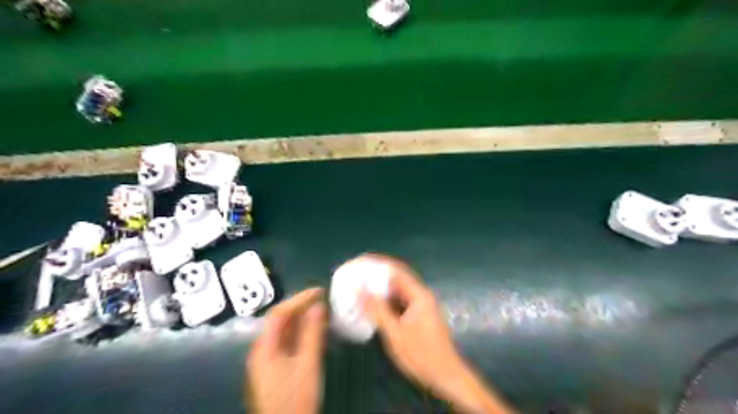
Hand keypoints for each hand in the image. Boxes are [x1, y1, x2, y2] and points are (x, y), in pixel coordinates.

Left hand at [246, 286, 325, 413]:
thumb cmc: (297, 396)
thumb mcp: (308, 363)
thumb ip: (312, 332)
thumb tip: (318, 306)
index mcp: (265, 347)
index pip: (279, 313)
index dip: (299, 298)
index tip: (319, 291)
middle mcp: (262, 349)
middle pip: (280, 320)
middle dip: (301, 307)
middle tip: (322, 299)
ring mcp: (267, 359)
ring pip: (284, 331)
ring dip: (302, 319)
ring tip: (322, 311)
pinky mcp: (275, 367)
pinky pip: (287, 342)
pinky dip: (301, 332)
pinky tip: (315, 330)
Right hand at [361, 256, 513, 413]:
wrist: (446, 377)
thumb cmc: (421, 356)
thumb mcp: (395, 334)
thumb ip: (377, 310)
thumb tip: (358, 289)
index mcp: (419, 295)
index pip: (396, 270)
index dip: (377, 265)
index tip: (359, 264)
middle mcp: (421, 296)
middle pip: (397, 278)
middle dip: (377, 275)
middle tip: (356, 275)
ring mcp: (421, 306)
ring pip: (398, 290)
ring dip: (381, 288)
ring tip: (361, 286)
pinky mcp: (419, 316)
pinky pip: (400, 301)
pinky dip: (386, 300)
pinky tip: (373, 305)